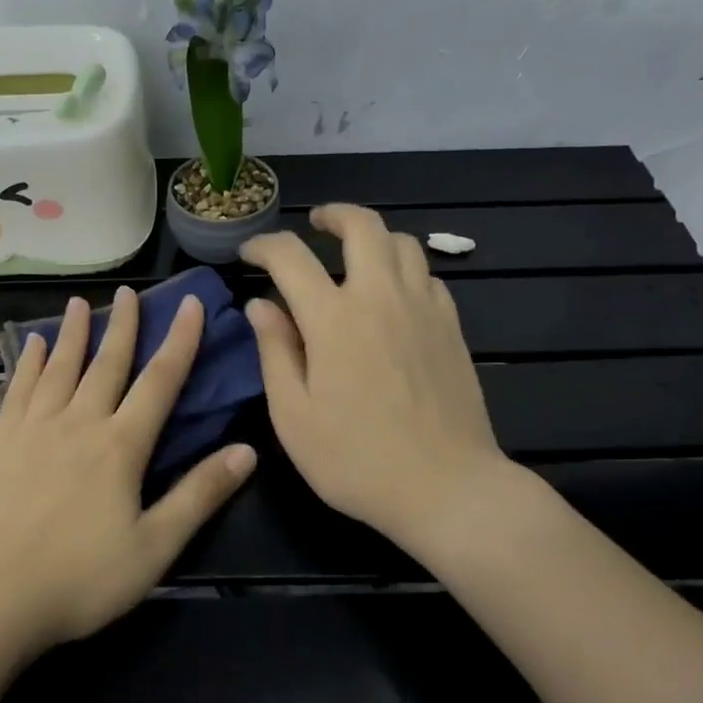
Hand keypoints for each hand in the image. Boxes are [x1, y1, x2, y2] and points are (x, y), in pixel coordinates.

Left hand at [0, 287, 256, 656]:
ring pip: (59, 369)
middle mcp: (78, 424)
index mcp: (120, 446)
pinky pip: (18, 392)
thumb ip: (199, 495)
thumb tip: (248, 451)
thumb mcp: (154, 547)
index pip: (159, 382)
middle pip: (106, 364)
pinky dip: (29, 364)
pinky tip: (32, 346)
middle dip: (124, 326)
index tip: (190, 305)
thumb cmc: (80, 579)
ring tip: (79, 303)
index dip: (180, 341)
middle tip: (129, 292)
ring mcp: (33, 431)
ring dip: (72, 333)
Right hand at [240, 204, 524, 551]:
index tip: (250, 253)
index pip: (291, 256)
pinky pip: (429, 276)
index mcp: (333, 318)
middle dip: (333, 215)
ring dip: (374, 238)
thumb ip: (275, 352)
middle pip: (362, 226)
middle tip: (315, 225)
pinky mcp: (452, 328)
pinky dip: (404, 270)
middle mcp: (381, 298)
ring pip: (403, 243)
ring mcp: (423, 309)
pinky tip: (393, 296)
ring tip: (355, 256)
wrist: (447, 488)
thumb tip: (260, 305)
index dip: (265, 245)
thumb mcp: (294, 416)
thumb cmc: (356, 459)